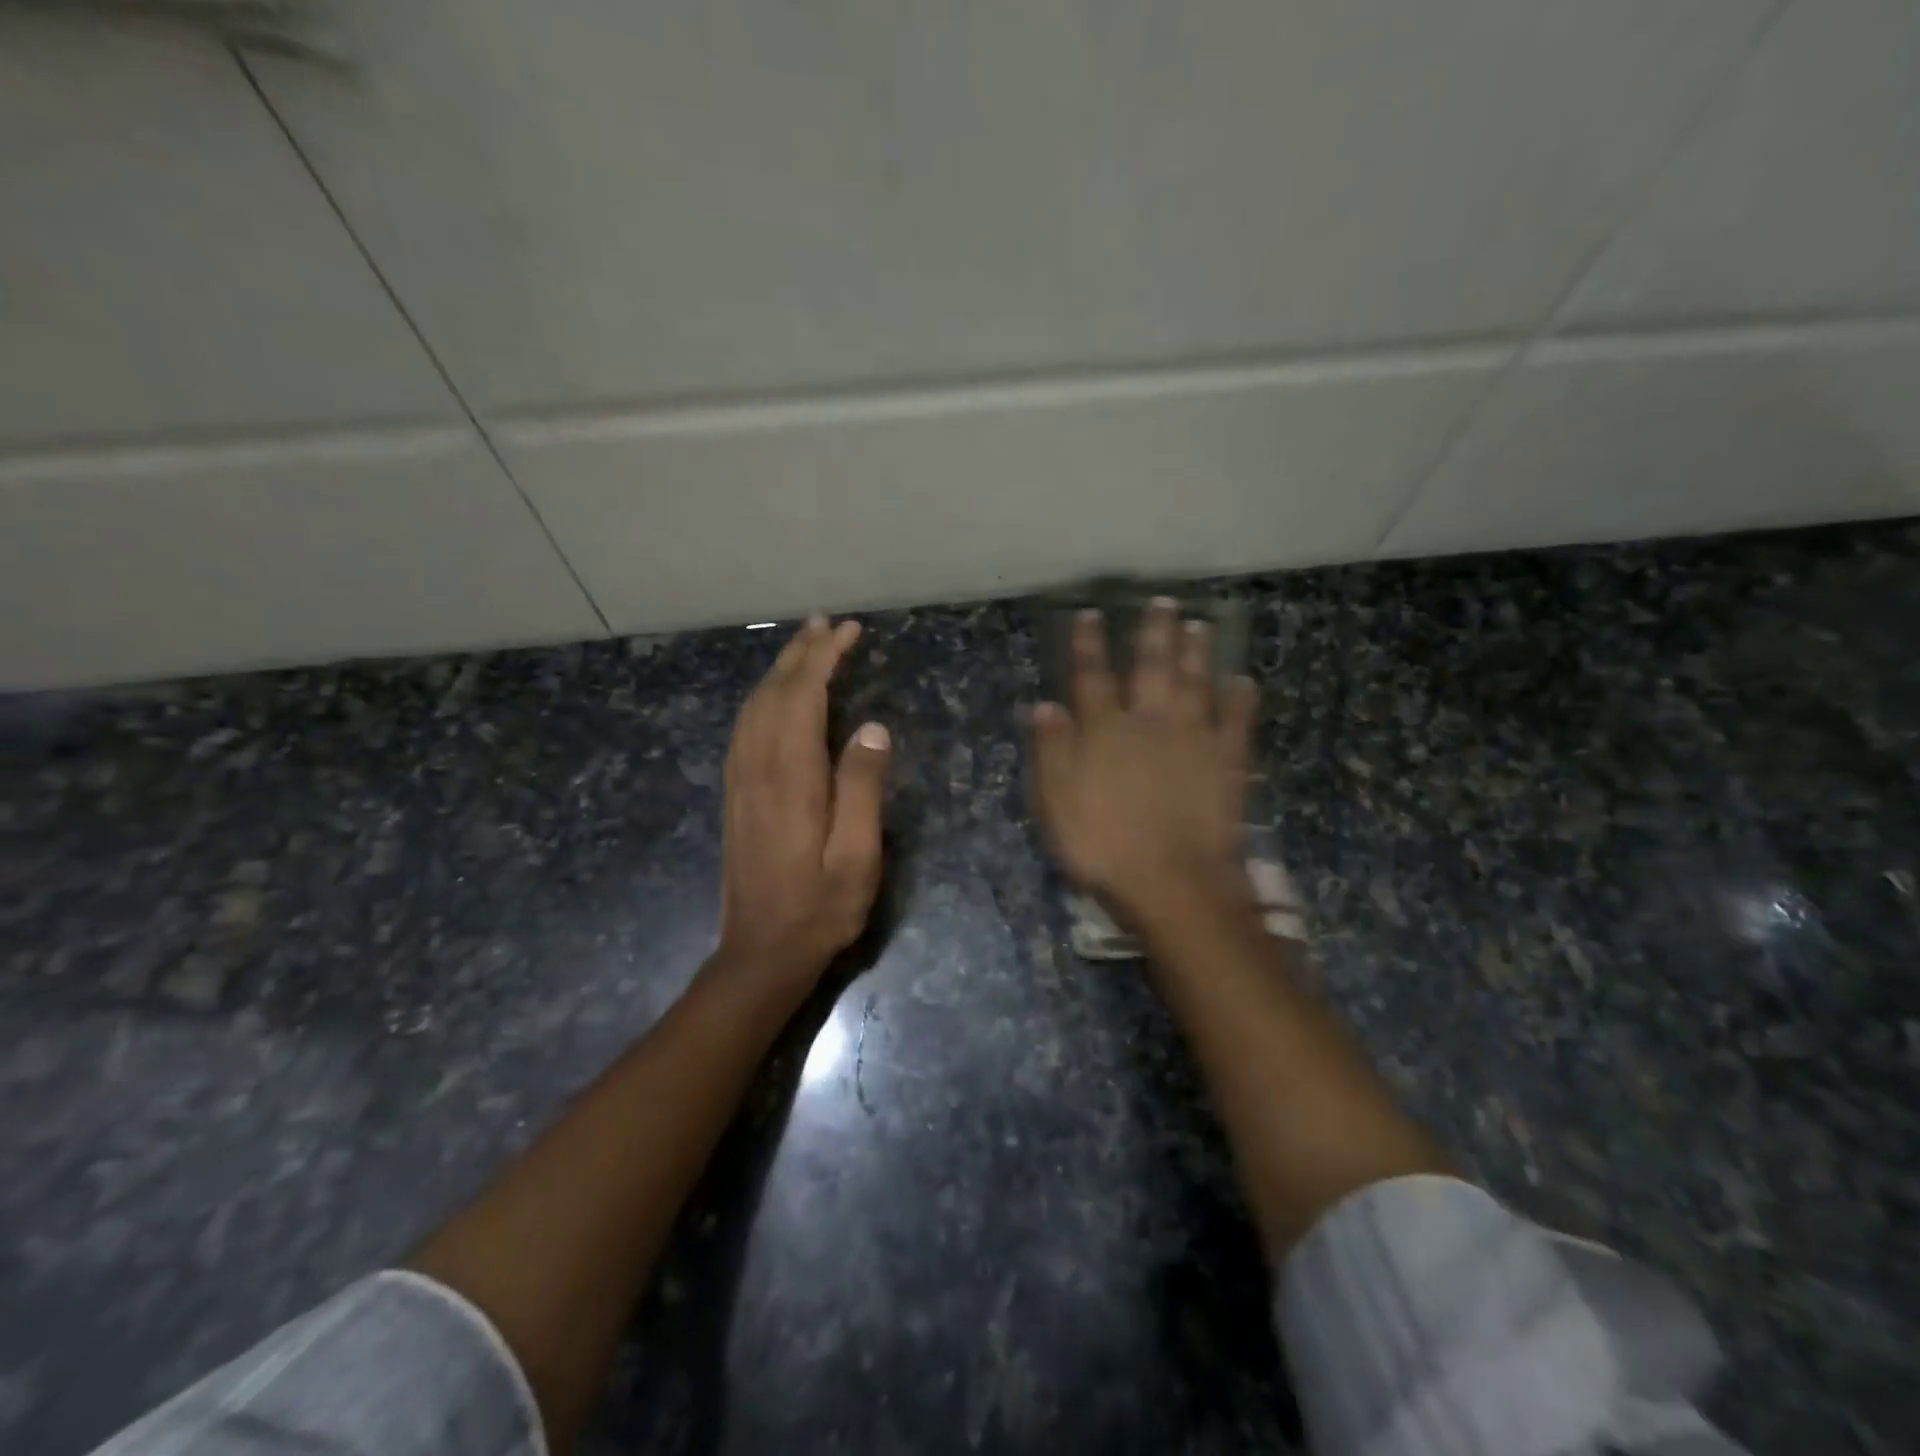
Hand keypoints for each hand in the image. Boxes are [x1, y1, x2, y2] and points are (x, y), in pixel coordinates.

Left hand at [715, 616, 892, 993]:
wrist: (761, 952)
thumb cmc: (820, 907)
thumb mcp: (858, 854)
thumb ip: (863, 787)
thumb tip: (872, 727)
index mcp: (791, 776)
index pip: (803, 697)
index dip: (824, 658)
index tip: (847, 631)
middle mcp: (757, 767)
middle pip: (774, 693)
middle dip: (800, 653)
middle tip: (827, 624)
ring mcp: (741, 781)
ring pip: (754, 707)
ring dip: (779, 671)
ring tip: (804, 646)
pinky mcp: (736, 795)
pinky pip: (745, 729)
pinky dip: (762, 699)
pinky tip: (775, 697)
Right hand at [1030, 599, 1257, 922]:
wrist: (1173, 882)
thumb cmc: (1104, 845)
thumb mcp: (1057, 802)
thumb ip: (1051, 751)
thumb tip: (1044, 705)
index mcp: (1105, 730)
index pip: (1093, 676)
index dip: (1089, 644)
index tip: (1091, 614)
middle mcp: (1150, 721)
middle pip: (1152, 667)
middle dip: (1155, 632)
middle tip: (1163, 602)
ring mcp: (1193, 738)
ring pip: (1196, 683)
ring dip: (1198, 652)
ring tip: (1201, 624)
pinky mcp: (1227, 761)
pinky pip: (1237, 721)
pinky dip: (1241, 698)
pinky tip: (1243, 681)